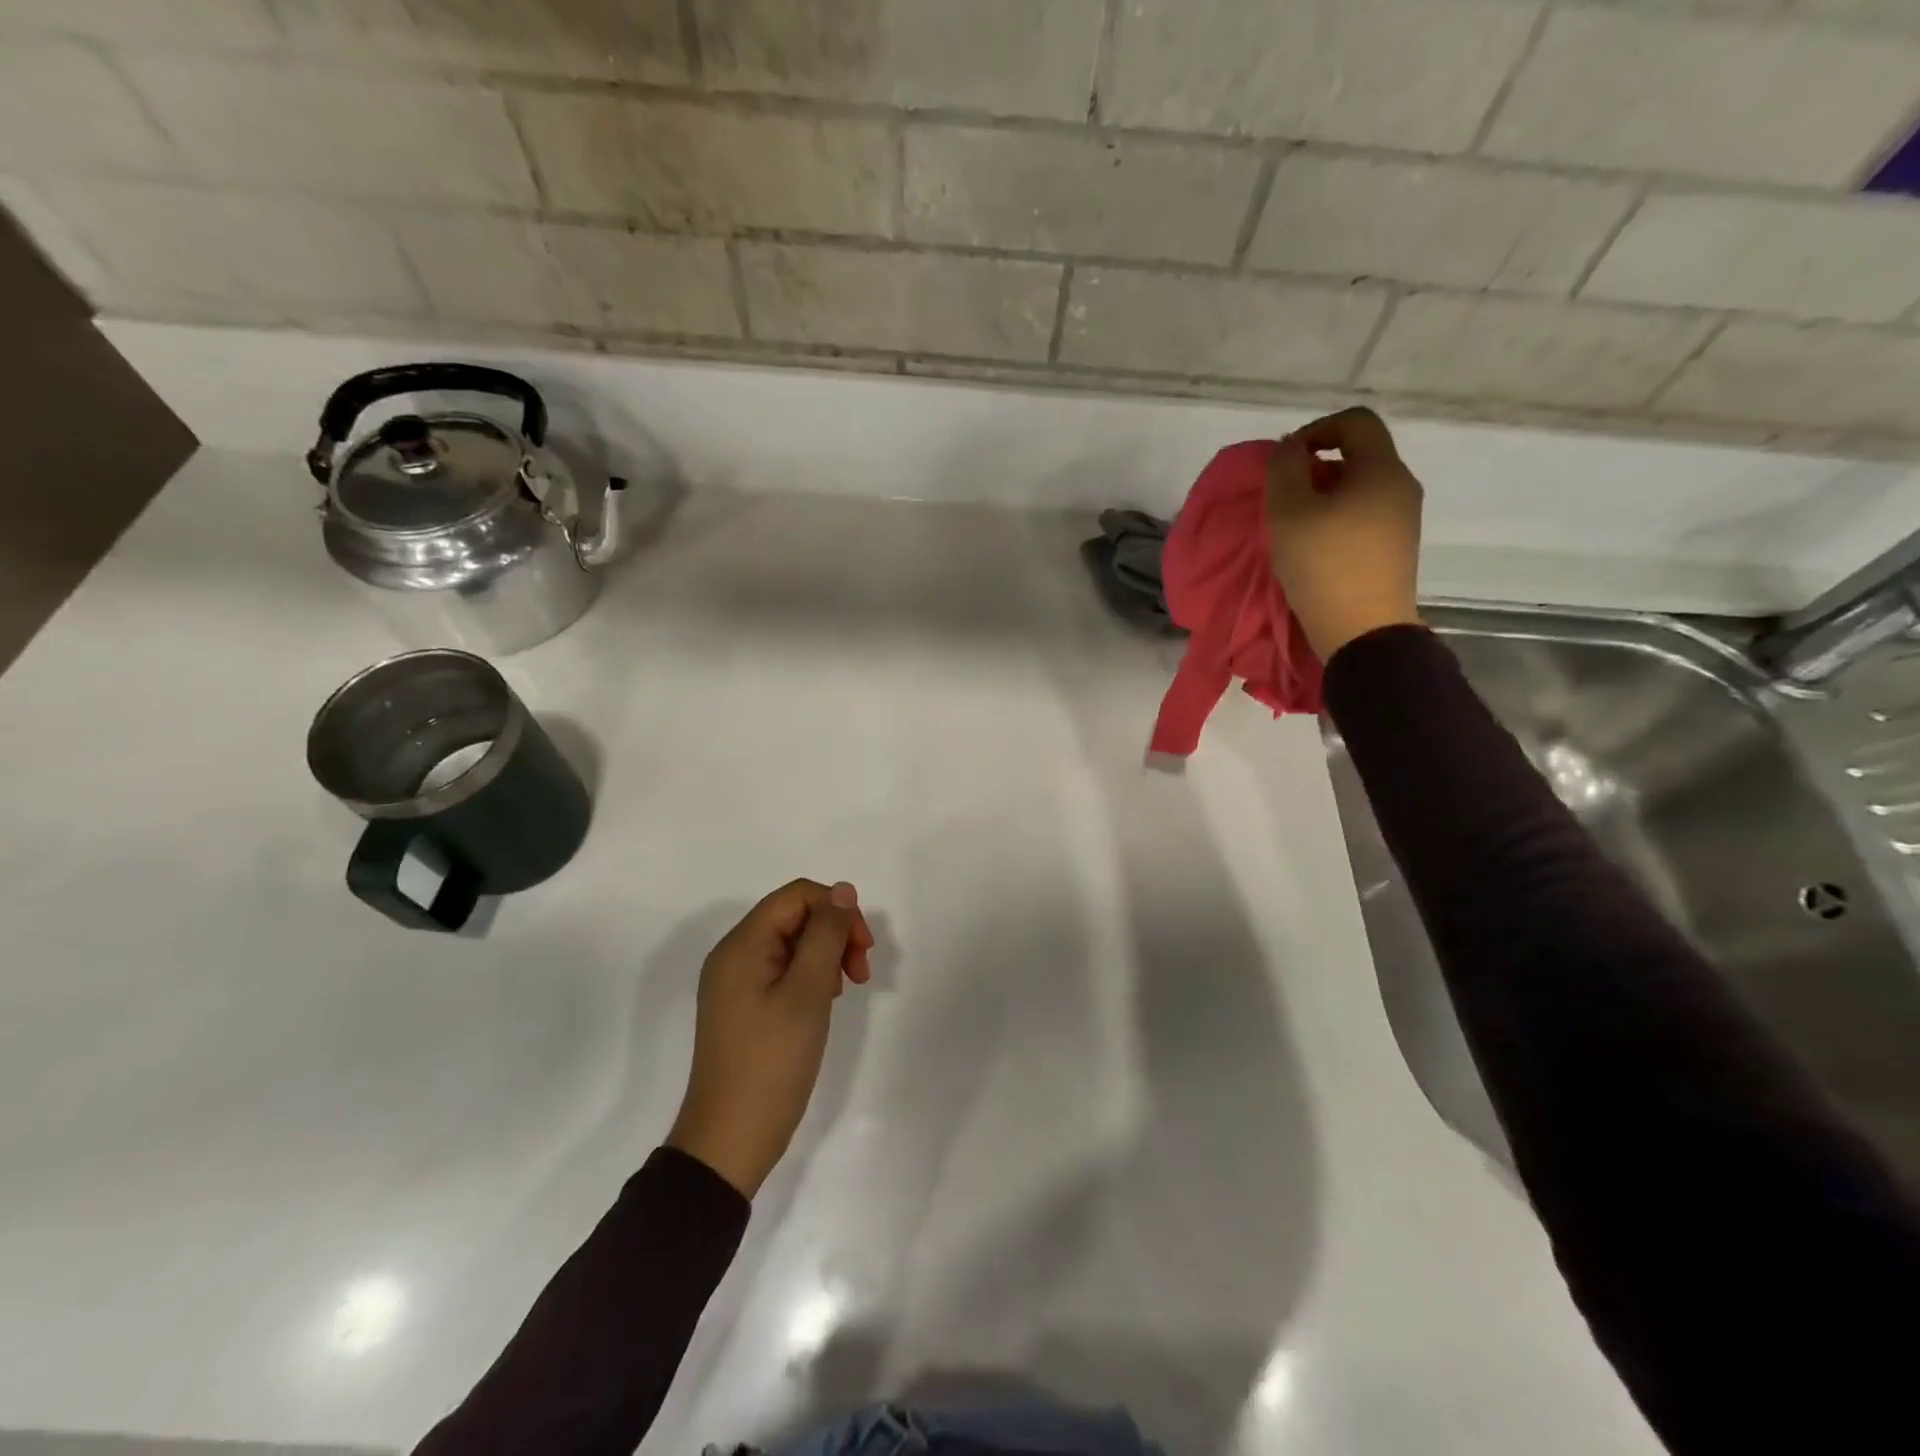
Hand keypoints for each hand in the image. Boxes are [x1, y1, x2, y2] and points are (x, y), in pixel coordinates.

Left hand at [668, 880, 873, 1198]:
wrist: (730, 1140)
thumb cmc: (772, 1062)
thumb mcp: (807, 992)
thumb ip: (826, 935)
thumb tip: (843, 890)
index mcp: (742, 944)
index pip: (798, 895)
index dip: (837, 910)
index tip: (864, 949)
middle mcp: (735, 955)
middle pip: (795, 916)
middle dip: (835, 934)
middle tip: (861, 974)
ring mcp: (737, 982)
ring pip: (793, 944)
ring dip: (826, 956)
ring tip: (842, 992)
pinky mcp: (745, 1006)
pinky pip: (783, 970)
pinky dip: (811, 977)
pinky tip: (823, 1003)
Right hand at [1266, 407, 1424, 659]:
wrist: (1364, 633)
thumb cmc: (1324, 566)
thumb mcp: (1289, 512)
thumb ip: (1284, 470)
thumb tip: (1291, 450)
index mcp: (1382, 470)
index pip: (1355, 421)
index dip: (1315, 429)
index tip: (1286, 461)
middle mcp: (1401, 486)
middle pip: (1357, 455)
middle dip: (1315, 468)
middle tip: (1283, 500)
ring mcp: (1402, 520)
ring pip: (1358, 488)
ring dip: (1322, 497)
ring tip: (1294, 528)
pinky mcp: (1395, 548)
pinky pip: (1364, 516)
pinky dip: (1336, 520)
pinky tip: (1314, 549)